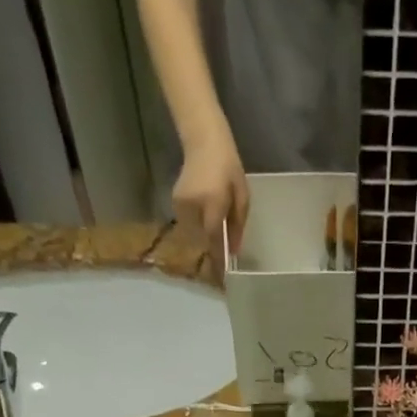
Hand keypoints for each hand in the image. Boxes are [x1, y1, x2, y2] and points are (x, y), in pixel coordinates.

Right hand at [173, 130, 249, 267]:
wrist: (204, 141)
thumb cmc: (229, 167)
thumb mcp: (241, 196)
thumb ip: (237, 225)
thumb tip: (234, 251)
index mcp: (212, 202)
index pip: (214, 238)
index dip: (219, 257)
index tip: (223, 275)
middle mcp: (193, 205)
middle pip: (202, 239)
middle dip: (211, 250)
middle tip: (221, 259)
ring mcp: (180, 204)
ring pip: (193, 234)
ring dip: (204, 240)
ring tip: (215, 239)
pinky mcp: (174, 202)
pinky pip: (187, 224)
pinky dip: (197, 229)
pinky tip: (205, 225)